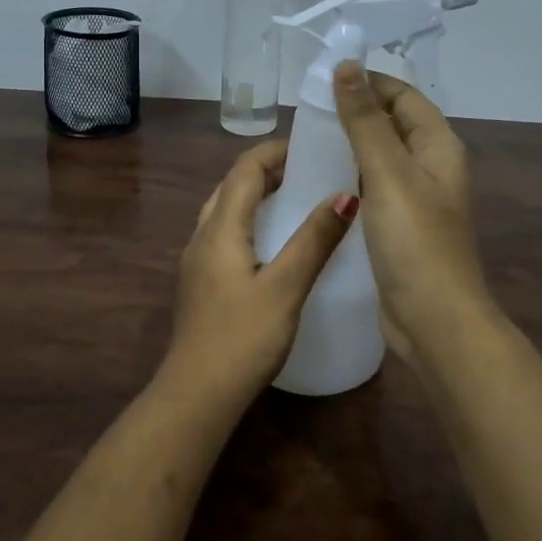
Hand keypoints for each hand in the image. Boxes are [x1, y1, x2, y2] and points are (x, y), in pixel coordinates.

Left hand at [162, 141, 357, 405]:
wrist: (196, 395)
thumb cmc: (242, 338)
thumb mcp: (286, 287)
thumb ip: (314, 240)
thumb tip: (344, 194)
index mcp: (220, 228)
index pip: (244, 170)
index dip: (274, 151)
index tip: (310, 145)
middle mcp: (202, 236)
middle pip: (231, 186)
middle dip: (266, 171)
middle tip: (308, 170)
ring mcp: (197, 261)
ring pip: (225, 211)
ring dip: (256, 196)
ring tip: (295, 199)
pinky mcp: (201, 283)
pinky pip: (225, 235)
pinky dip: (249, 222)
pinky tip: (273, 244)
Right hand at [330, 61, 491, 362]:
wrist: (433, 320)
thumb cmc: (414, 241)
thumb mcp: (388, 173)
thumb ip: (365, 120)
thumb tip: (347, 65)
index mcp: (437, 146)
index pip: (402, 95)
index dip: (368, 81)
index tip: (323, 78)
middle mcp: (430, 166)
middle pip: (391, 123)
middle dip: (354, 111)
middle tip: (306, 109)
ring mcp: (415, 198)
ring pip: (379, 156)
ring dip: (348, 144)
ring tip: (304, 139)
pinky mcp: (397, 225)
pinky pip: (371, 187)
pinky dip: (348, 176)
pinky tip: (317, 180)